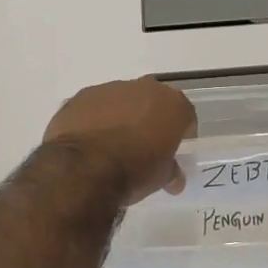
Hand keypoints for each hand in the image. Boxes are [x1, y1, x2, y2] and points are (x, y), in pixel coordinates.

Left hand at [42, 78, 197, 203]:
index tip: (175, 149)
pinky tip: (90, 142)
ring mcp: (111, 88)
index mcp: (171, 104)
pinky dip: (95, 119)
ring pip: (122, 100)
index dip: (182, 133)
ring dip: (121, 116)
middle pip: (153, 101)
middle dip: (151, 119)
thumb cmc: (133, 171)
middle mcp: (145, 88)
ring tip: (112, 145)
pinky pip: (95, 106)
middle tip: (144, 145)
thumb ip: (171, 171)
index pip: (186, 115)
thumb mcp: (161, 178)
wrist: (84, 168)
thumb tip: (174, 178)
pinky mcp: (82, 95)